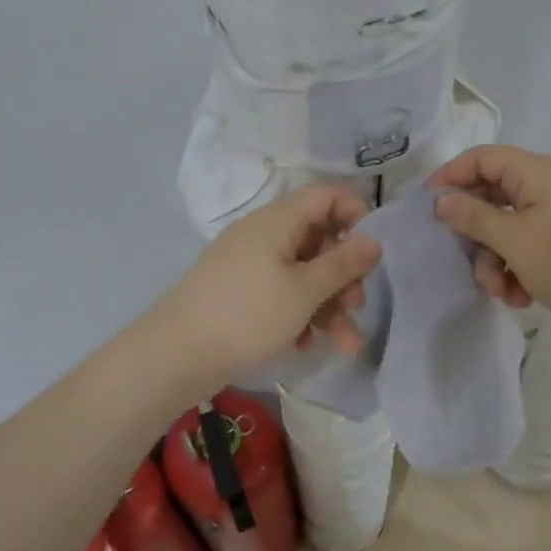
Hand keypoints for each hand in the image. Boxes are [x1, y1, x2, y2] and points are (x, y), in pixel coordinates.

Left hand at [155, 184, 381, 384]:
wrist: (176, 355)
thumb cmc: (247, 315)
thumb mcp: (304, 290)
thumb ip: (343, 264)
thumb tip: (374, 239)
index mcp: (278, 220)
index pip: (327, 196)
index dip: (357, 215)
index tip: (372, 252)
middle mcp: (264, 234)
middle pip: (319, 240)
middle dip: (344, 275)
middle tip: (357, 306)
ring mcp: (249, 263)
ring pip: (302, 273)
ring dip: (327, 305)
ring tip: (344, 345)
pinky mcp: (240, 292)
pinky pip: (281, 292)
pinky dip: (299, 314)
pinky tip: (304, 345)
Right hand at [427, 145, 550, 357]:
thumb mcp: (516, 241)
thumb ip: (473, 218)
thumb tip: (440, 201)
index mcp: (537, 174)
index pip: (482, 158)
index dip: (451, 176)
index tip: (427, 208)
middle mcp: (544, 190)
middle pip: (489, 197)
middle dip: (474, 233)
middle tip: (464, 258)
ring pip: (502, 231)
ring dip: (493, 262)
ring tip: (501, 290)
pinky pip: (521, 252)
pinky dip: (513, 273)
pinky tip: (520, 298)